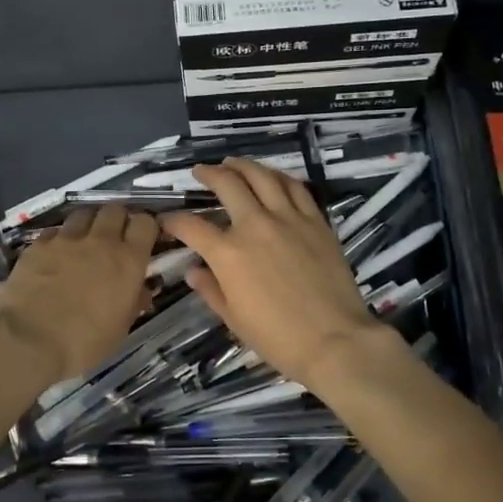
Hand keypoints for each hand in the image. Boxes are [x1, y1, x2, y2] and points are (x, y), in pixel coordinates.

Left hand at [0, 203, 158, 389]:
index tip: (143, 240)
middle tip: (114, 238)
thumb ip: (132, 302)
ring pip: (84, 213)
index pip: (145, 222)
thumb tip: (139, 291)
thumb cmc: (83, 343)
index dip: (145, 227)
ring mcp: (66, 240)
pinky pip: (55, 231)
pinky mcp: (38, 245)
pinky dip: (60, 238)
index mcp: (128, 261)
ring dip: (89, 223)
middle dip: (118, 220)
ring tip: (85, 241)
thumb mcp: (120, 329)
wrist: (27, 341)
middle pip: (115, 209)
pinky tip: (55, 255)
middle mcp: (100, 241)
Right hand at [161, 159, 396, 390]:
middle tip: (201, 172)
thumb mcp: (234, 319)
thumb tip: (193, 271)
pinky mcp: (316, 221)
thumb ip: (210, 290)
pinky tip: (272, 176)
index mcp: (228, 254)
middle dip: (208, 174)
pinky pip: (295, 187)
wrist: (334, 339)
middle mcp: (255, 226)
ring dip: (243, 165)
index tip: (167, 219)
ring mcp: (288, 219)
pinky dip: (279, 176)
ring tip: (233, 163)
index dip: (174, 220)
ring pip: (262, 176)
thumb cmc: (278, 337)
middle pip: (227, 185)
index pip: (191, 226)